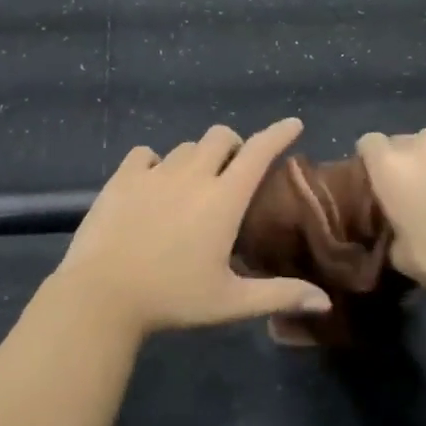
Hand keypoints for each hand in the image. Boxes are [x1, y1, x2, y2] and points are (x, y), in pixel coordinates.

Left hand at [52, 120, 334, 339]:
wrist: (101, 296)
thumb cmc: (172, 299)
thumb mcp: (230, 302)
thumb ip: (279, 295)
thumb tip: (325, 302)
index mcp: (223, 199)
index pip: (258, 152)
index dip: (278, 134)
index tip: (293, 124)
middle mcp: (192, 175)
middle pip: (220, 137)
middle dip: (233, 145)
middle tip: (232, 171)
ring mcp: (154, 172)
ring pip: (184, 147)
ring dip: (197, 157)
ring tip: (192, 184)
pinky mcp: (122, 177)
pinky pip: (145, 154)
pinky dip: (155, 162)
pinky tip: (153, 183)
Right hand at [356, 127, 425, 303]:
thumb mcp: (401, 256)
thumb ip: (391, 229)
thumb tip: (398, 224)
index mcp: (390, 165)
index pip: (368, 144)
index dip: (373, 164)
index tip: (383, 187)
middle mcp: (420, 141)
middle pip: (403, 142)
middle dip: (407, 162)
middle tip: (421, 194)